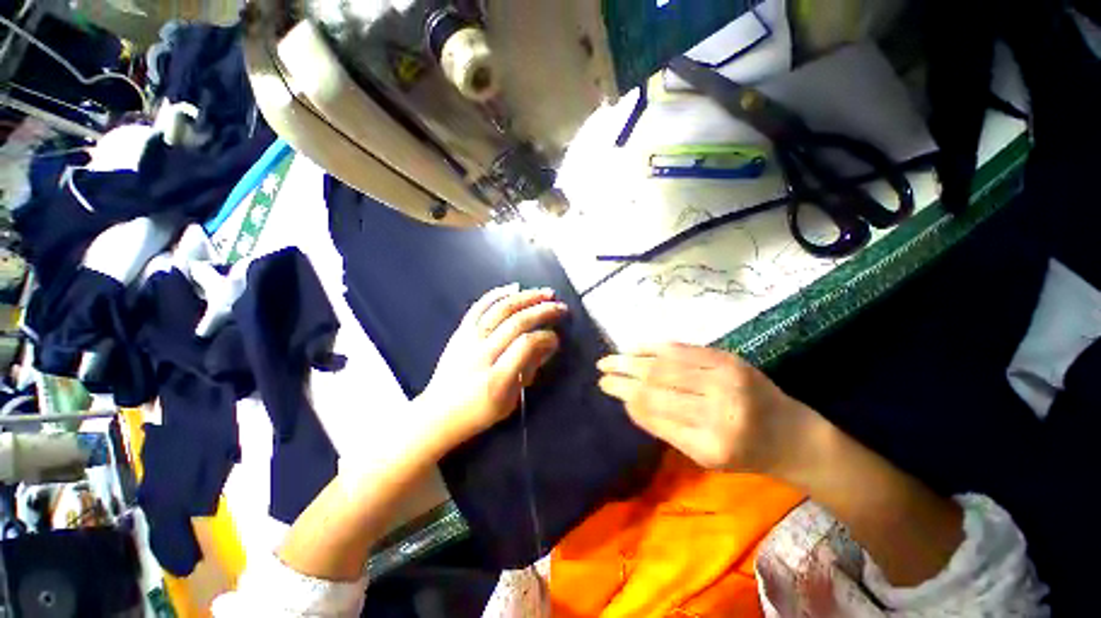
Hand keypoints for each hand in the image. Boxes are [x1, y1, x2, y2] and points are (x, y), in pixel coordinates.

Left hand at [416, 284, 566, 453]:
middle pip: (516, 322)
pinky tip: (515, 287)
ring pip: (500, 309)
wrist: (437, 413)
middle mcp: (481, 353)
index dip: (546, 336)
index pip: (526, 345)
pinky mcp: (460, 332)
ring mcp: (468, 339)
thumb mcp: (510, 401)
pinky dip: (497, 293)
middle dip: (543, 311)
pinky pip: (479, 306)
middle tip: (561, 307)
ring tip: (545, 293)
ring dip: (526, 297)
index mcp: (496, 378)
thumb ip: (530, 369)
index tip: (557, 338)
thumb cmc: (478, 412)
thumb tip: (549, 343)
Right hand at [597, 342, 821, 477]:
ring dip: (633, 358)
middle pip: (657, 384)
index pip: (654, 412)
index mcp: (711, 441)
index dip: (626, 396)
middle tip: (600, 370)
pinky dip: (655, 347)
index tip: (606, 387)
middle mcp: (719, 407)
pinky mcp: (729, 358)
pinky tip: (637, 347)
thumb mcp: (704, 456)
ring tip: (611, 357)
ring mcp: (725, 378)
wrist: (792, 435)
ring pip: (665, 363)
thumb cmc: (745, 453)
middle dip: (622, 376)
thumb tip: (629, 402)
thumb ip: (665, 429)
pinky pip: (684, 349)